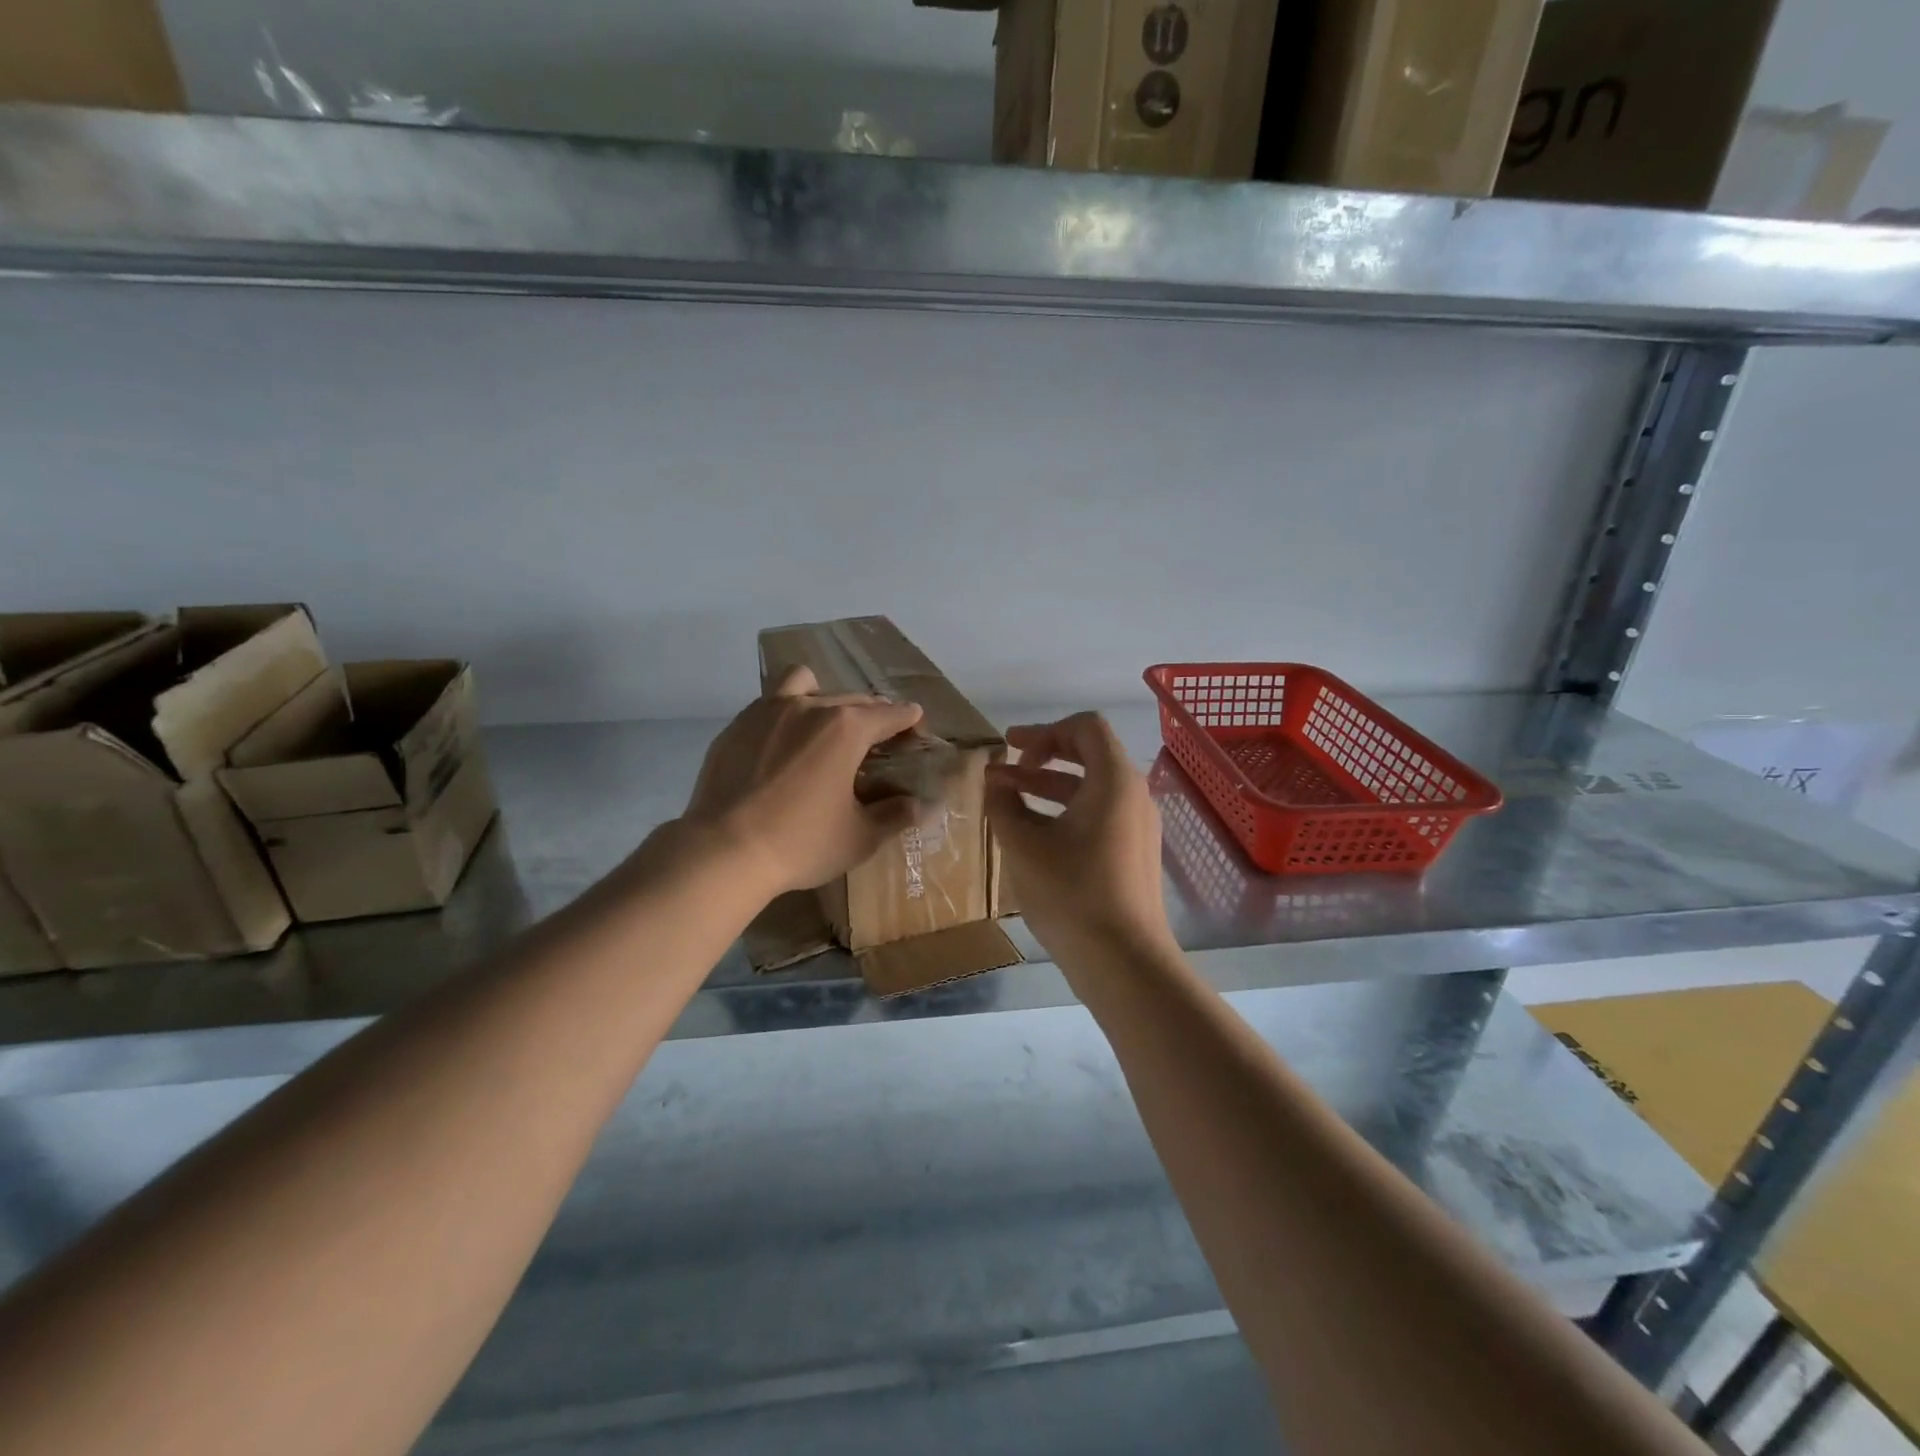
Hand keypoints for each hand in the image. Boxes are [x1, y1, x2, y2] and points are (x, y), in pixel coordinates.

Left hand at [681, 666, 924, 896]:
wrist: (722, 852)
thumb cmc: (800, 844)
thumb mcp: (859, 837)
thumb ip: (894, 815)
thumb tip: (920, 805)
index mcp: (846, 728)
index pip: (890, 714)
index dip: (908, 719)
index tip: (916, 724)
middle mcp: (809, 707)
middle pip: (852, 698)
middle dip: (872, 713)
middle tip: (877, 739)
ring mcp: (767, 711)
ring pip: (804, 684)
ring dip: (824, 697)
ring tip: (825, 725)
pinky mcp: (736, 726)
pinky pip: (769, 704)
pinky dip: (786, 715)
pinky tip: (784, 746)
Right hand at [985, 712, 1173, 960]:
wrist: (1124, 961)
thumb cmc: (1071, 893)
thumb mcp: (1024, 845)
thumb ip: (1003, 804)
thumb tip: (995, 782)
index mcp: (1114, 780)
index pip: (1085, 727)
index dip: (1044, 731)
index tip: (1011, 751)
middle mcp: (1134, 795)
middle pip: (1090, 754)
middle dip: (1043, 756)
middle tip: (1005, 766)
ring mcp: (1139, 826)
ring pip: (1092, 788)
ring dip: (1049, 786)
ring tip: (1007, 800)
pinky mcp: (1134, 853)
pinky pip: (1100, 814)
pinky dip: (1066, 811)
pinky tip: (1034, 834)